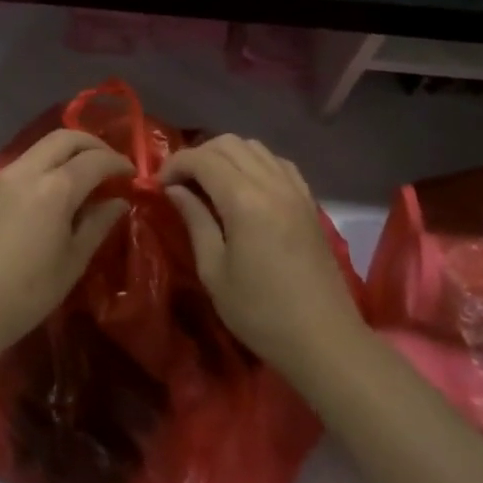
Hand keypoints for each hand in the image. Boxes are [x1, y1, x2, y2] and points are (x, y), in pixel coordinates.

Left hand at [0, 130, 134, 367]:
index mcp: (54, 188)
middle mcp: (28, 170)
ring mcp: (5, 176)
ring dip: (70, 151)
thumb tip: (119, 201)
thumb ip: (98, 224)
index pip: (95, 160)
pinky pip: (28, 161)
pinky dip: (50, 163)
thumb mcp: (72, 263)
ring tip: (88, 176)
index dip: (118, 163)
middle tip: (112, 165)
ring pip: (44, 146)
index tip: (134, 174)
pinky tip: (59, 188)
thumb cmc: (25, 294)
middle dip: (93, 144)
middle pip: (66, 137)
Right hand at [160, 136, 364, 378]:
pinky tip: (245, 186)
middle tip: (180, 183)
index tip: (158, 185)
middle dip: (198, 155)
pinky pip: (277, 162)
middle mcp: (271, 183)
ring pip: (254, 147)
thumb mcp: (214, 271)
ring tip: (209, 182)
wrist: (324, 339)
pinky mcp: (308, 201)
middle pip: (228, 143)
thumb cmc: (261, 312)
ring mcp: (294, 189)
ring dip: (225, 155)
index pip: (202, 159)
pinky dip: (254, 162)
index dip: (174, 164)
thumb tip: (174, 190)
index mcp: (244, 200)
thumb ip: (194, 221)